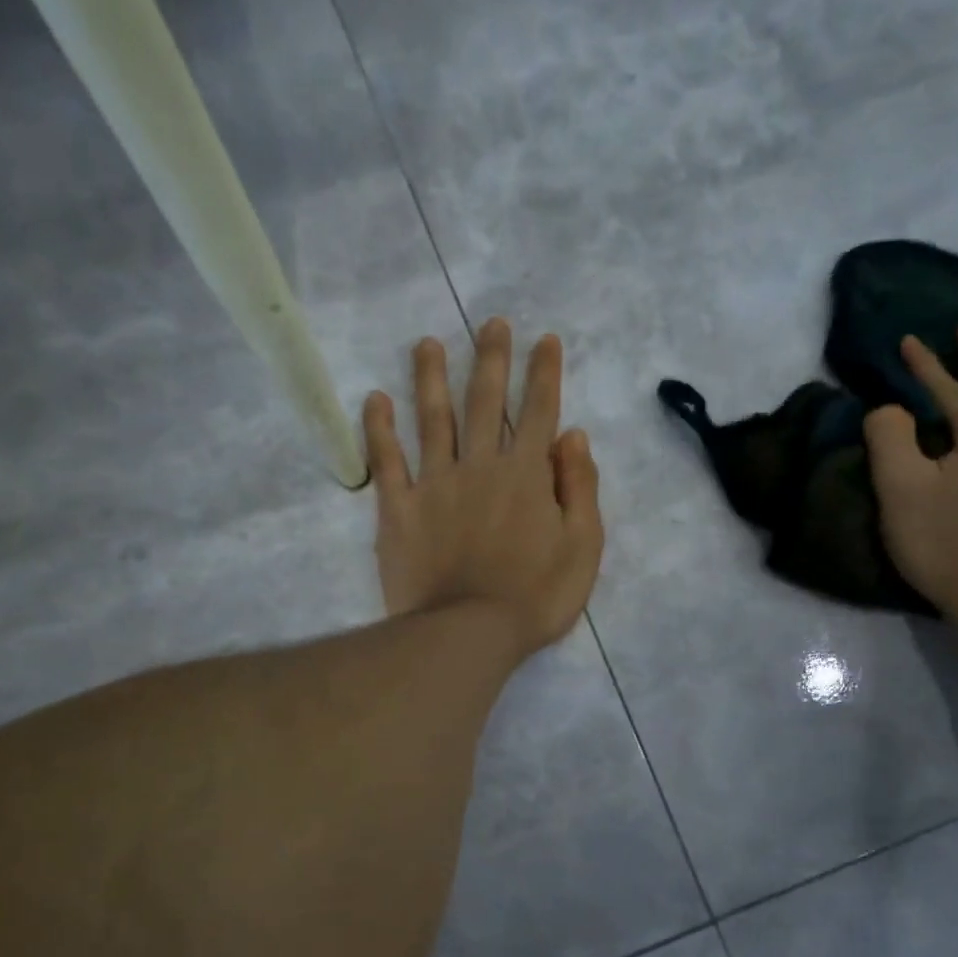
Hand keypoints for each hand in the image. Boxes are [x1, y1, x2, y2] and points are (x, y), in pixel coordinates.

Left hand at [363, 318, 604, 659]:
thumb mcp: (582, 548)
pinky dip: (379, 429)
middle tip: (491, 324)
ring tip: (427, 344)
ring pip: (432, 419)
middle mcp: (480, 466)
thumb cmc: (535, 597)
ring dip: (431, 378)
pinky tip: (375, 400)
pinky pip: (386, 461)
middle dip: (492, 359)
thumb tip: (572, 436)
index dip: (544, 374)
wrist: (469, 633)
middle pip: (485, 402)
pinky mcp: (398, 509)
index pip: (538, 411)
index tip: (544, 340)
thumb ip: (579, 488)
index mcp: (526, 474)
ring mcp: (434, 484)